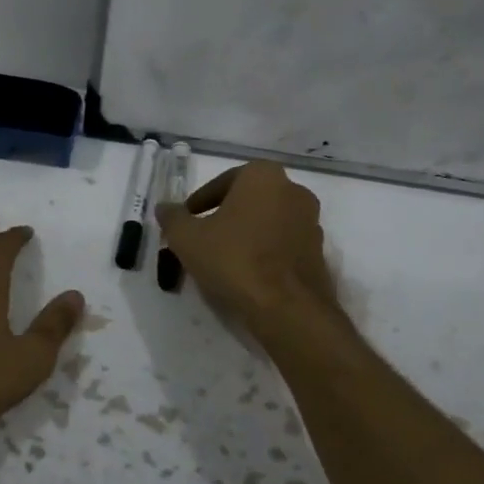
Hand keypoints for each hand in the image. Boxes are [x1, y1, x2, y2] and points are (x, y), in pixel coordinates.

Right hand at [155, 162, 341, 338]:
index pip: (222, 182)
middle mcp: (293, 190)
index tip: (186, 221)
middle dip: (225, 216)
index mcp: (263, 176)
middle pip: (248, 200)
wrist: (287, 307)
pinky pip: (282, 244)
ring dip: (246, 234)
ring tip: (223, 259)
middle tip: (202, 238)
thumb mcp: (187, 238)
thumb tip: (164, 207)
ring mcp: (311, 222)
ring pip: (267, 222)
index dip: (199, 202)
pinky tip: (247, 274)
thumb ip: (173, 218)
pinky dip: (264, 252)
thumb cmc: (234, 260)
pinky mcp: (319, 252)